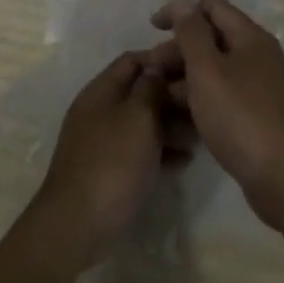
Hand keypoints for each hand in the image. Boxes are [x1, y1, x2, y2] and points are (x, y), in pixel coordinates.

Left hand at [30, 53, 191, 268]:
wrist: (79, 223)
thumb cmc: (112, 162)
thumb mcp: (138, 117)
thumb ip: (150, 88)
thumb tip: (156, 68)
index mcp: (101, 91)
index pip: (133, 60)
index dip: (162, 59)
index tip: (194, 66)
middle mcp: (100, 111)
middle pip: (139, 91)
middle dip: (171, 94)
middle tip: (204, 103)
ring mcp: (104, 141)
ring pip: (142, 122)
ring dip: (171, 124)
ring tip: (201, 132)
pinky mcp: (110, 169)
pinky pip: (140, 150)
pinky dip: (162, 150)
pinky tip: (186, 160)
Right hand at [147, 0, 283, 231]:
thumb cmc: (240, 116)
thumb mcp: (207, 70)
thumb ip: (192, 33)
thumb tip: (184, 2)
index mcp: (251, 37)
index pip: (212, 6)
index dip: (180, 10)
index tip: (152, 28)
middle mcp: (261, 56)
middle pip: (214, 38)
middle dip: (179, 48)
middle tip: (151, 71)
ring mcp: (264, 88)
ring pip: (219, 70)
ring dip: (188, 76)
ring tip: (161, 97)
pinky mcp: (262, 117)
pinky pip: (227, 95)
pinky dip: (204, 98)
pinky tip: (184, 117)